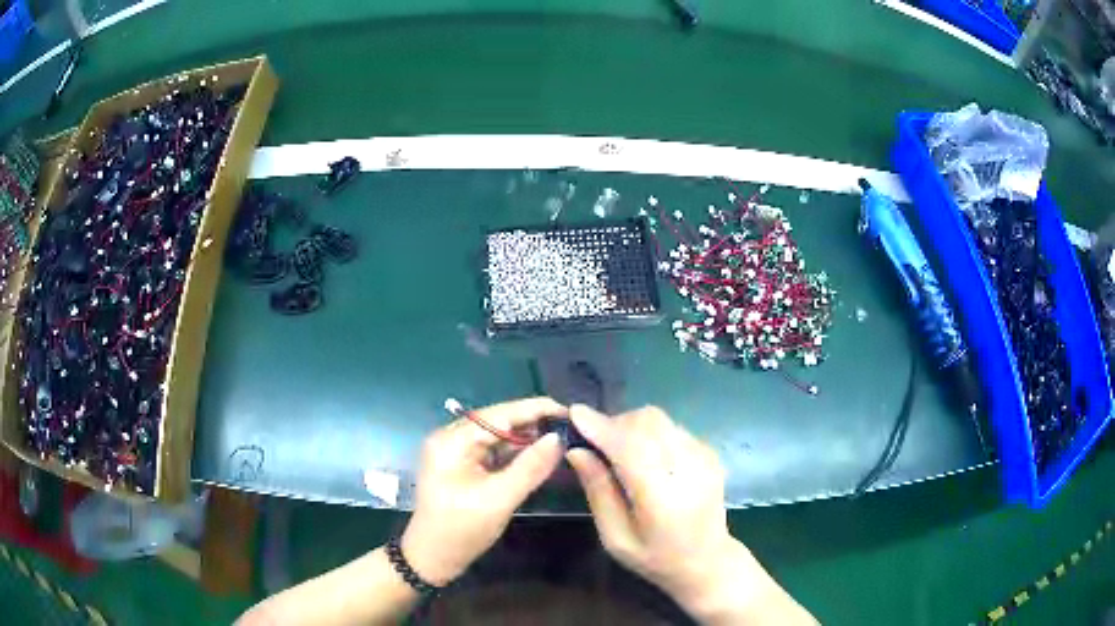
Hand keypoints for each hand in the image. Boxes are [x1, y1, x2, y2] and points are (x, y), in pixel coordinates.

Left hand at [400, 397, 564, 585]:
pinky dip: (515, 452)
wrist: (433, 558)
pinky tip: (539, 452)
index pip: (499, 415)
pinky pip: (492, 451)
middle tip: (570, 425)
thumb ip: (530, 467)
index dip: (535, 409)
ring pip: (497, 436)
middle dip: (533, 422)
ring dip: (526, 437)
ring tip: (561, 435)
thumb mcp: (499, 500)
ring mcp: (455, 452)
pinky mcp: (462, 465)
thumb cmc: (461, 530)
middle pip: (498, 421)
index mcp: (452, 441)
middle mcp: (451, 438)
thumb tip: (559, 438)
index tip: (569, 410)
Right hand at [567, 405, 814, 623]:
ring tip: (619, 453)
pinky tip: (645, 459)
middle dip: (615, 424)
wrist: (707, 560)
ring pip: (659, 420)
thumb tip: (576, 450)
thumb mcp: (615, 537)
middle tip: (596, 444)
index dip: (602, 428)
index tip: (575, 414)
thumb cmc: (655, 557)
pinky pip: (671, 427)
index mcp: (663, 499)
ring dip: (632, 427)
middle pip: (647, 423)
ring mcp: (704, 457)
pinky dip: (650, 433)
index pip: (631, 449)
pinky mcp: (710, 452)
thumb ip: (598, 492)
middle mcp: (690, 470)